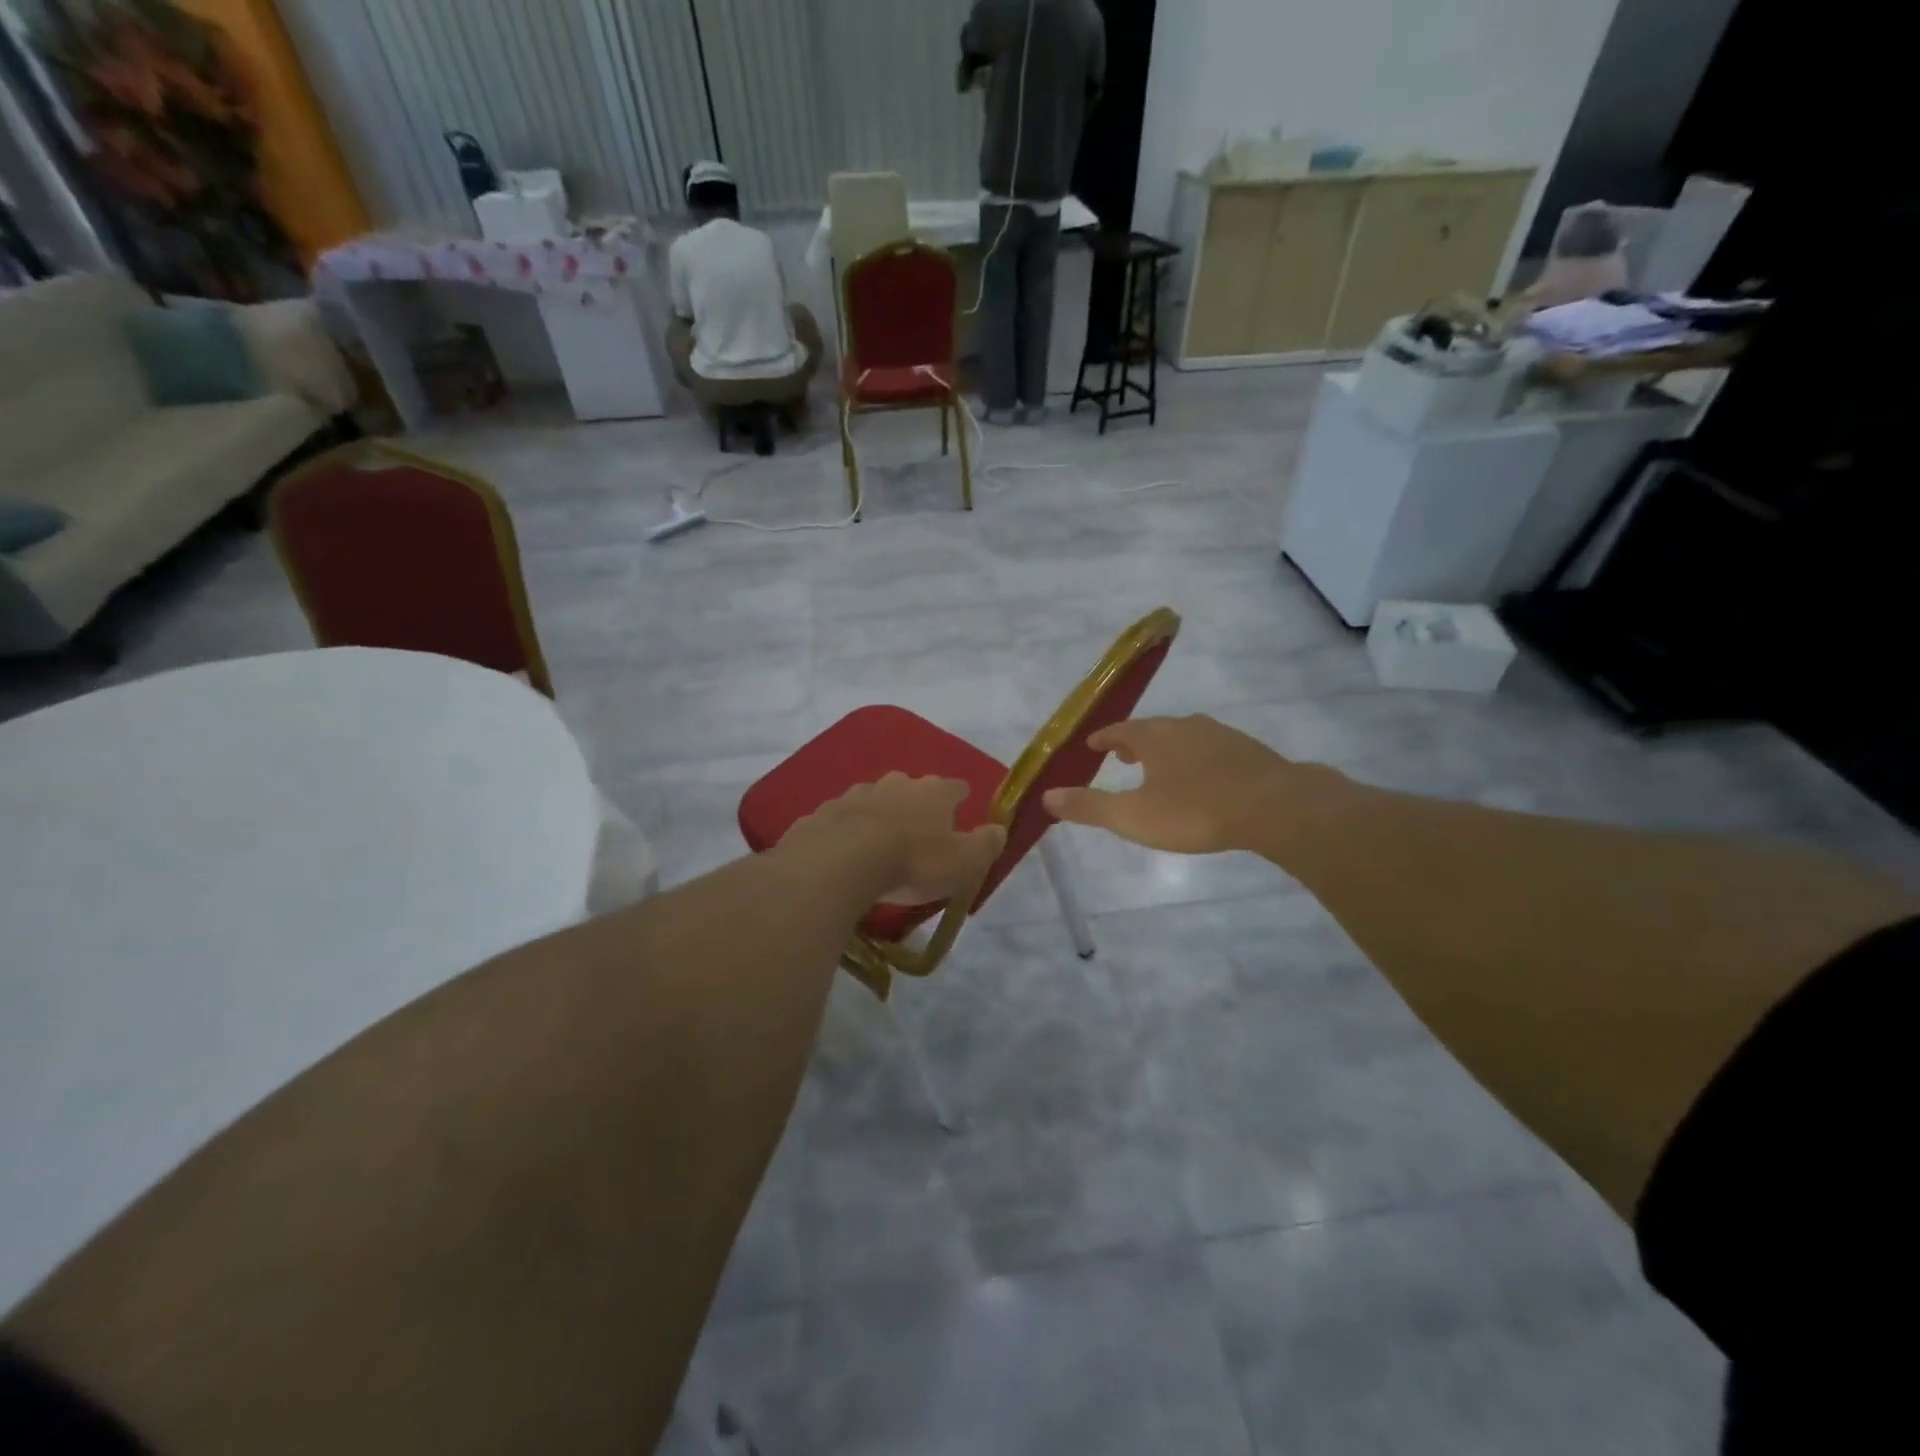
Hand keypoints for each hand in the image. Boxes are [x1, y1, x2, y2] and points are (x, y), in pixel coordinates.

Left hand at [785, 773, 1005, 904]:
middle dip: (917, 803)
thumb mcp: (963, 863)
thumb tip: (999, 829)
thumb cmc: (913, 861)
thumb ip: (985, 845)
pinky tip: (847, 848)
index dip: (960, 797)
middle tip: (919, 828)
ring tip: (881, 840)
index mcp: (934, 792)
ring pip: (876, 798)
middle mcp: (897, 783)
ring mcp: (858, 793)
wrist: (841, 860)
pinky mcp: (826, 811)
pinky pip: (844, 817)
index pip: (956, 787)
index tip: (962, 806)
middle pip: (913, 788)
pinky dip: (850, 828)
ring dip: (881, 814)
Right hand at [1043, 715, 1315, 854]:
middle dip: (1135, 742)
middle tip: (1123, 757)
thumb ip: (1089, 806)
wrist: (1275, 806)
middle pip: (1153, 729)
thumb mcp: (1133, 816)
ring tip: (1161, 767)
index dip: (1104, 738)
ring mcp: (1221, 735)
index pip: (1120, 730)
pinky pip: (1212, 749)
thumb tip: (1046, 795)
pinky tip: (1204, 778)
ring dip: (1167, 749)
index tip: (1093, 744)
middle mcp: (1186, 726)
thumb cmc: (1195, 810)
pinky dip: (1197, 759)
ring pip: (1185, 737)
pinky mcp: (1249, 751)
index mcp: (1155, 736)